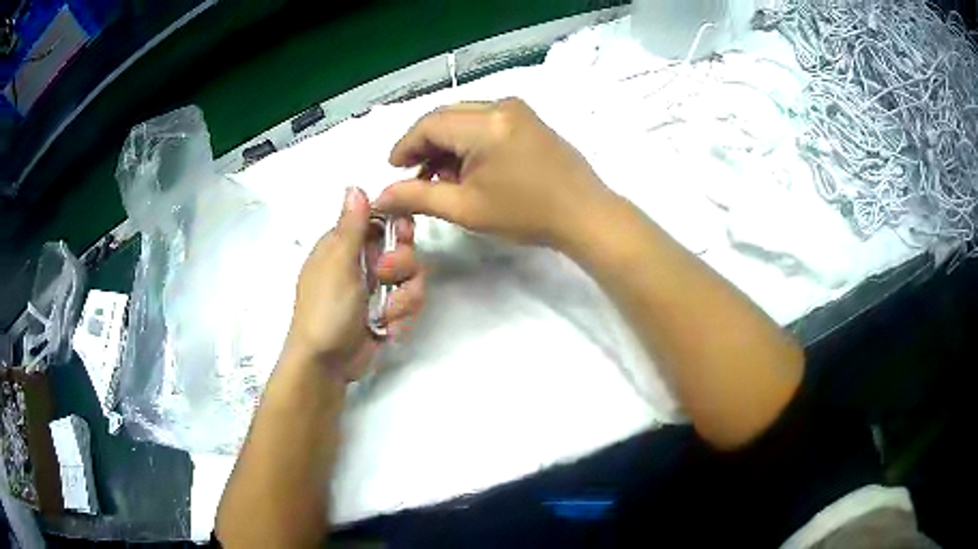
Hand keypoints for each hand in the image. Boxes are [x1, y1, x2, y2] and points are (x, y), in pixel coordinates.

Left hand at [284, 187, 424, 381]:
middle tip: (386, 277)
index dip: (396, 225)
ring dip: (404, 298)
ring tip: (387, 315)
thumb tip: (355, 186)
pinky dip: (402, 318)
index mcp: (345, 246)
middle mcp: (362, 263)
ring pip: (412, 278)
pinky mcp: (387, 313)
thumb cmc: (326, 309)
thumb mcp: (338, 263)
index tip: (403, 234)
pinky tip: (387, 329)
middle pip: (402, 248)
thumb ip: (352, 226)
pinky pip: (409, 304)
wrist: (326, 364)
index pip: (380, 221)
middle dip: (402, 265)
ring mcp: (376, 290)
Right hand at [376, 98, 612, 247]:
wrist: (585, 215)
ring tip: (441, 177)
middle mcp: (501, 105)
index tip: (394, 170)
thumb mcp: (466, 208)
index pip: (429, 124)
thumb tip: (381, 196)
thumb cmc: (526, 214)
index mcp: (485, 124)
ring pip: (465, 117)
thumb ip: (419, 196)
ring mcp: (518, 109)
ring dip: (447, 143)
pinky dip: (469, 140)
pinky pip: (486, 120)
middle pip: (446, 116)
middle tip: (415, 175)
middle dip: (425, 144)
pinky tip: (468, 167)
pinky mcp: (529, 118)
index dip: (405, 146)